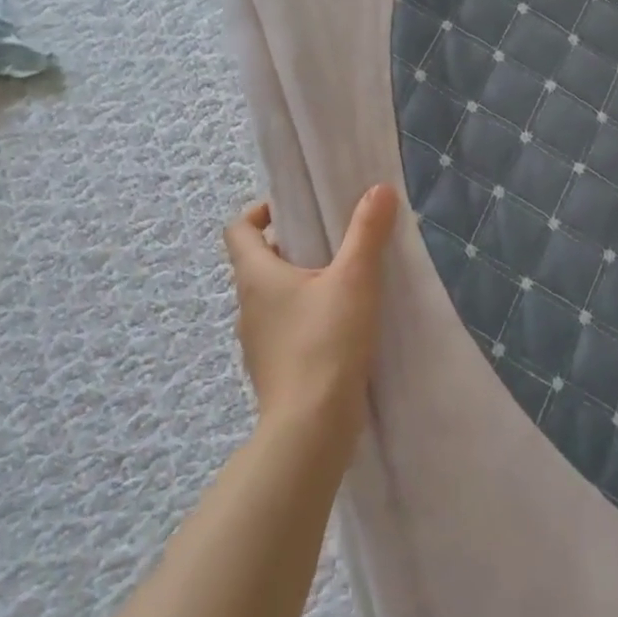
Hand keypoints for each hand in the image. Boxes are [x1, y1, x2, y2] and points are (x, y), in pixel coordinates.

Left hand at [222, 184, 399, 442]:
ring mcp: (257, 341)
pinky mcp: (273, 368)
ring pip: (273, 296)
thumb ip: (367, 232)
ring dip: (301, 282)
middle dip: (292, 245)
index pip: (238, 229)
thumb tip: (378, 188)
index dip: (261, 211)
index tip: (295, 208)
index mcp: (256, 275)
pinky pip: (285, 327)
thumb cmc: (326, 342)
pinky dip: (306, 316)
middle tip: (333, 239)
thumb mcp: (355, 279)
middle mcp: (247, 305)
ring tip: (343, 280)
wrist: (311, 427)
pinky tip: (341, 325)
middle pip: (259, 261)